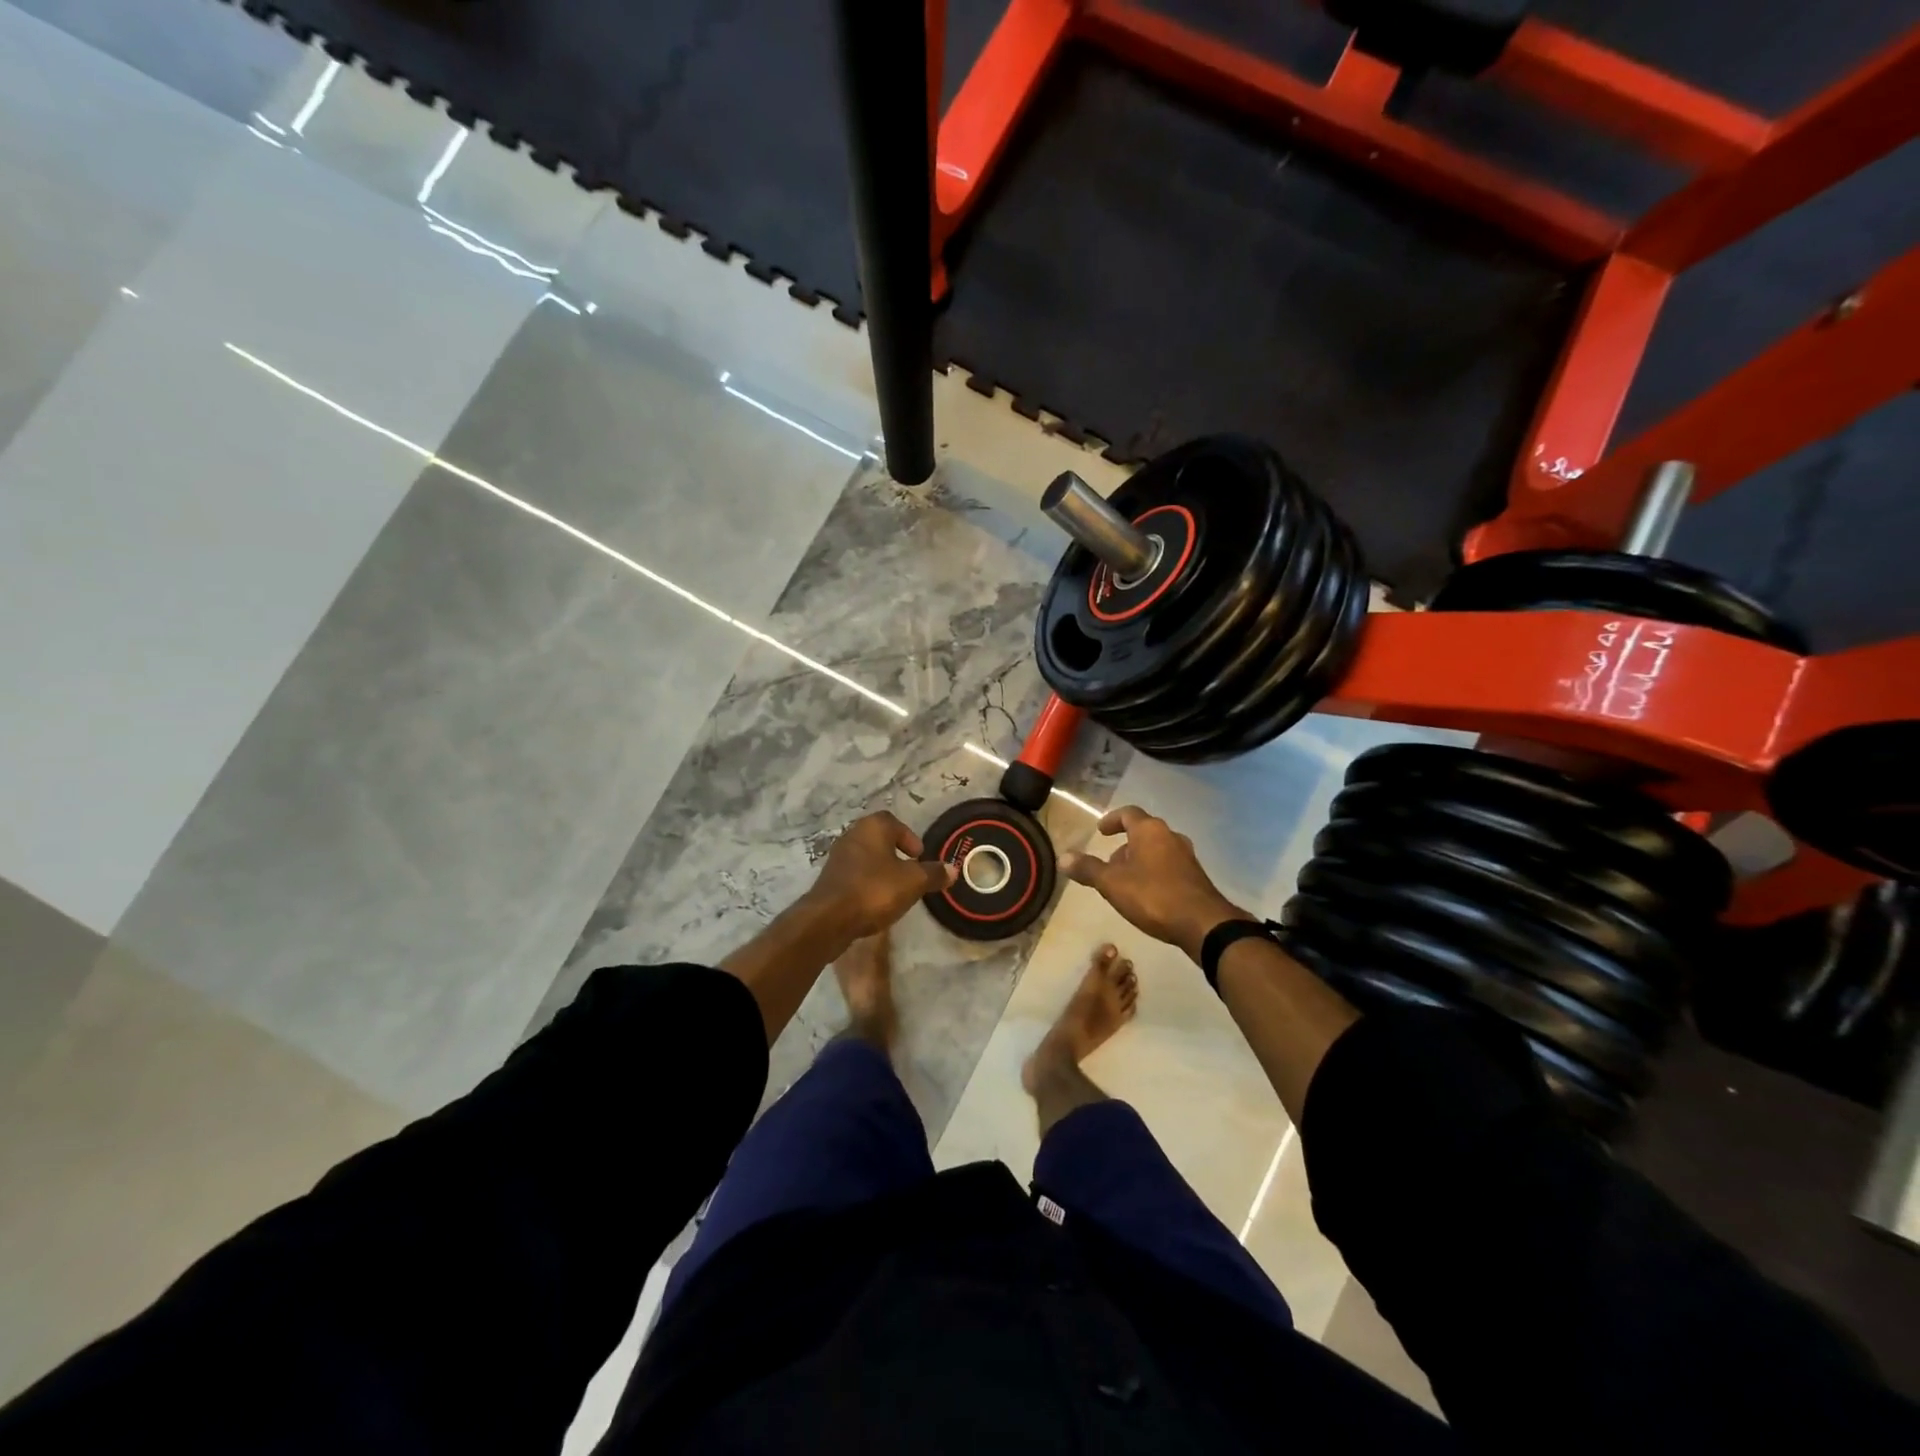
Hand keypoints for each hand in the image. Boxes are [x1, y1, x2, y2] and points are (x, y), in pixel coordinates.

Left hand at [800, 811, 955, 949]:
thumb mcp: (913, 882)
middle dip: (896, 854)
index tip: (919, 857)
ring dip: (881, 869)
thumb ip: (933, 874)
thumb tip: (952, 869)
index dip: (909, 837)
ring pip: (866, 857)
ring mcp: (837, 858)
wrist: (829, 919)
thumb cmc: (875, 890)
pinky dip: (867, 883)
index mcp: (872, 827)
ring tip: (896, 889)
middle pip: (878, 839)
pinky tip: (876, 902)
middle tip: (910, 872)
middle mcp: (852, 835)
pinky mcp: (829, 880)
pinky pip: (855, 875)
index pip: (893, 822)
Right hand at [1061, 806, 1245, 960]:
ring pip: (1157, 851)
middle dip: (1124, 845)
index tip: (1100, 831)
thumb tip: (1063, 857)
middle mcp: (1171, 837)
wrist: (1203, 924)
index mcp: (1150, 831)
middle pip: (1143, 833)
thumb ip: (1088, 869)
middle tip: (1109, 863)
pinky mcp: (1195, 877)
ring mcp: (1187, 857)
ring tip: (1124, 882)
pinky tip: (1146, 896)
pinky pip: (1168, 867)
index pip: (1129, 813)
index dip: (1112, 819)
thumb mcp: (1112, 883)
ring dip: (1139, 861)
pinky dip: (1153, 873)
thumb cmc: (1153, 896)